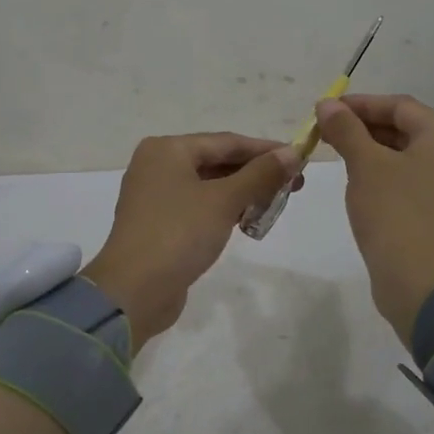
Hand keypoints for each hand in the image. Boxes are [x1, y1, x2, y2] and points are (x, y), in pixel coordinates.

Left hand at [82, 134, 300, 352]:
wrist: (134, 291)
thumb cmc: (178, 234)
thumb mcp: (224, 200)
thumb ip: (260, 174)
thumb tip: (293, 153)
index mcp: (167, 149)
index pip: (226, 141)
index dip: (266, 150)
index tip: (300, 158)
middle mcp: (157, 166)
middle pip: (217, 161)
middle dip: (256, 173)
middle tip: (295, 184)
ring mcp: (156, 196)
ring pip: (209, 186)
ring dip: (243, 192)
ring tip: (277, 202)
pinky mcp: (160, 224)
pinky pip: (199, 206)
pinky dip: (225, 209)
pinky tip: (249, 219)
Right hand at [315, 94, 433, 343]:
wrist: (422, 283)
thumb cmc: (395, 214)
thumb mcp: (365, 165)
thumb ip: (346, 130)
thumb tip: (327, 104)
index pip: (400, 106)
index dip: (360, 103)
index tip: (325, 109)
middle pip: (404, 129)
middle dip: (363, 126)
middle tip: (325, 131)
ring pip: (404, 156)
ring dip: (369, 150)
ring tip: (335, 153)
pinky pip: (406, 181)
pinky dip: (380, 174)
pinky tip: (356, 182)